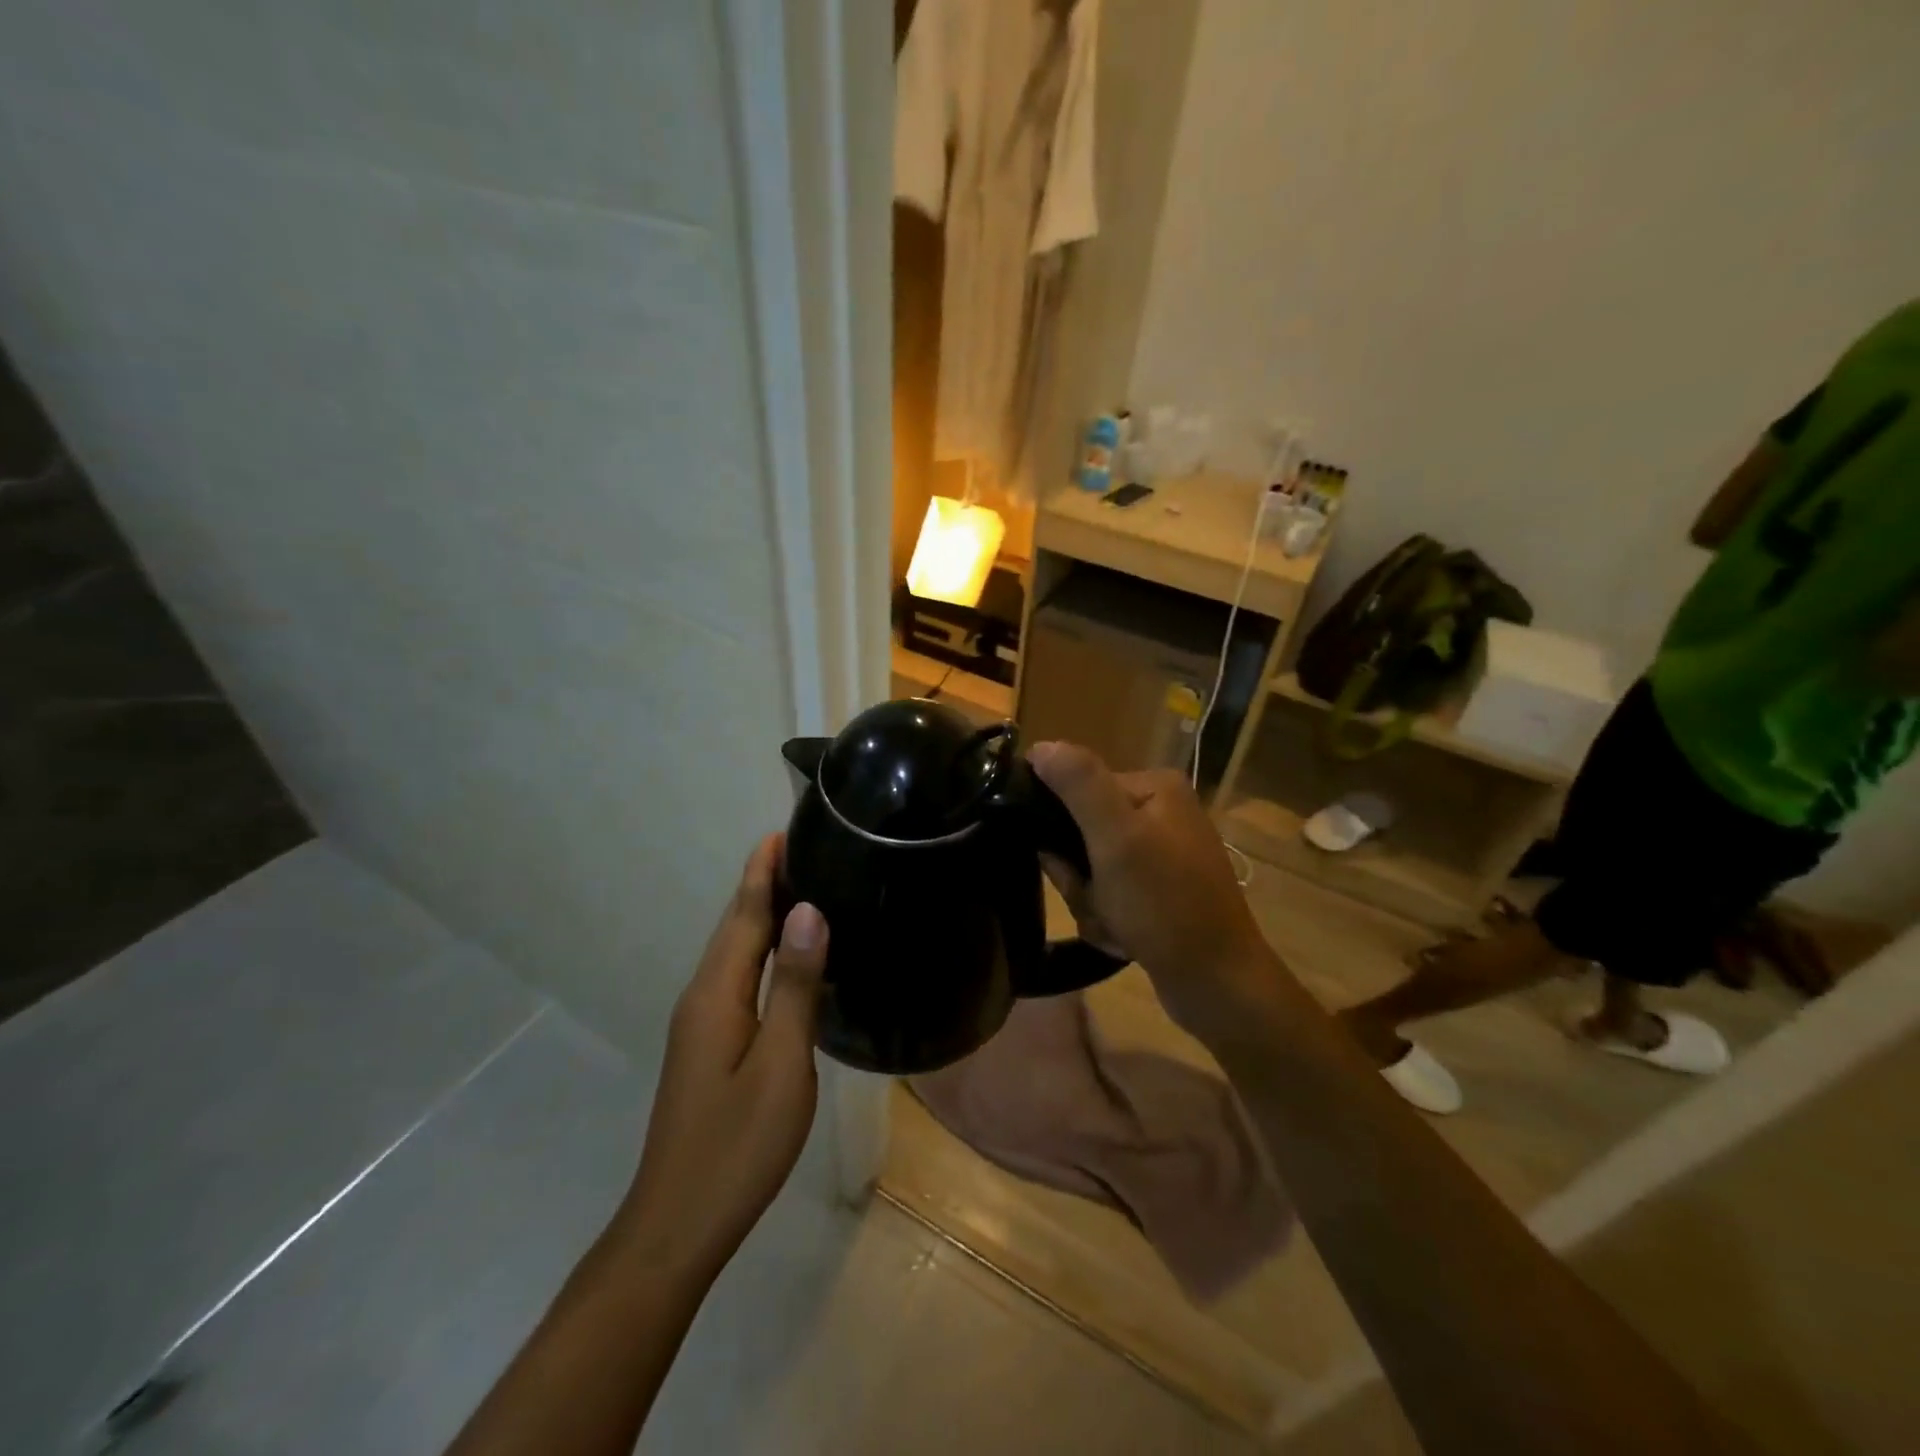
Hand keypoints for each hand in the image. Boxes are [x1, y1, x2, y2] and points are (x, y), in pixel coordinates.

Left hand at [609, 833, 826, 1285]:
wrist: (676, 1225)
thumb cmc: (737, 1146)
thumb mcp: (780, 1064)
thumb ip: (794, 986)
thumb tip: (808, 912)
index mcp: (717, 993)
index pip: (744, 915)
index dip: (762, 871)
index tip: (783, 830)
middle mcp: (702, 997)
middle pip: (735, 926)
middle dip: (762, 883)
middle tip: (804, 848)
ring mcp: (700, 1023)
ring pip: (734, 952)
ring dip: (761, 914)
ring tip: (802, 886)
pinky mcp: (707, 1044)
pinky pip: (736, 976)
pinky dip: (761, 949)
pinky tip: (785, 955)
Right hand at [1031, 742, 1279, 1037]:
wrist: (1218, 985)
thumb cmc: (1165, 905)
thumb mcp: (1117, 838)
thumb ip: (1078, 784)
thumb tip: (1040, 746)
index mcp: (1155, 787)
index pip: (1077, 790)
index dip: (1062, 832)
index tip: (1071, 868)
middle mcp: (1161, 812)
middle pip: (1082, 833)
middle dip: (1080, 876)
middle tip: (1099, 902)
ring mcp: (1163, 853)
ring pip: (1090, 868)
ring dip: (1091, 902)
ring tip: (1115, 927)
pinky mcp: (1162, 890)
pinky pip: (1110, 894)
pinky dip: (1108, 919)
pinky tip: (1125, 940)